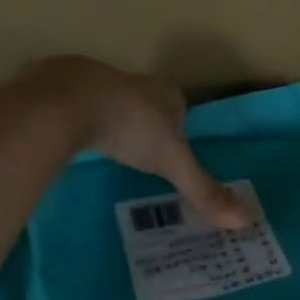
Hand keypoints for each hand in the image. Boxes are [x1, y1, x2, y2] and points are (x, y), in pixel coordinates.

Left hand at [21, 57, 250, 228]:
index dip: (177, 125)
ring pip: (105, 100)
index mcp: (162, 93)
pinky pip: (68, 103)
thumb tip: (245, 221)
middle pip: (142, 102)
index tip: (170, 149)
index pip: (177, 105)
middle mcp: (131, 80)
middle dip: (141, 122)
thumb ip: (203, 191)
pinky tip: (67, 138)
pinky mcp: (53, 83)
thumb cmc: (129, 128)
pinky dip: (71, 119)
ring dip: (106, 119)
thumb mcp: (172, 164)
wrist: (65, 103)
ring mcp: (90, 77)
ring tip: (103, 148)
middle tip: (137, 153)